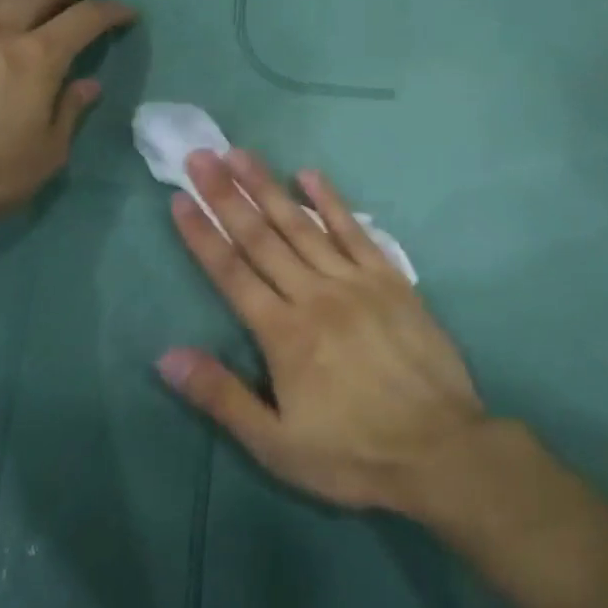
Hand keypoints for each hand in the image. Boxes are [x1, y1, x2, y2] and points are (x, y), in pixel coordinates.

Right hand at [158, 148, 486, 512]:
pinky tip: (310, 174)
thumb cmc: (353, 453)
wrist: (440, 448)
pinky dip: (330, 201)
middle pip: (261, 237)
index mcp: (283, 334)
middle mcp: (314, 294)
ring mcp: (355, 281)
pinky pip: (354, 231)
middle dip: (226, 195)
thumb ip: (221, 397)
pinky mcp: (389, 278)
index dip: (202, 234)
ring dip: (268, 187)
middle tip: (201, 156)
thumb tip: (167, 356)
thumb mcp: (276, 444)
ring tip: (241, 154)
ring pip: (302, 225)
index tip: (179, 198)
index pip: (231, 272)